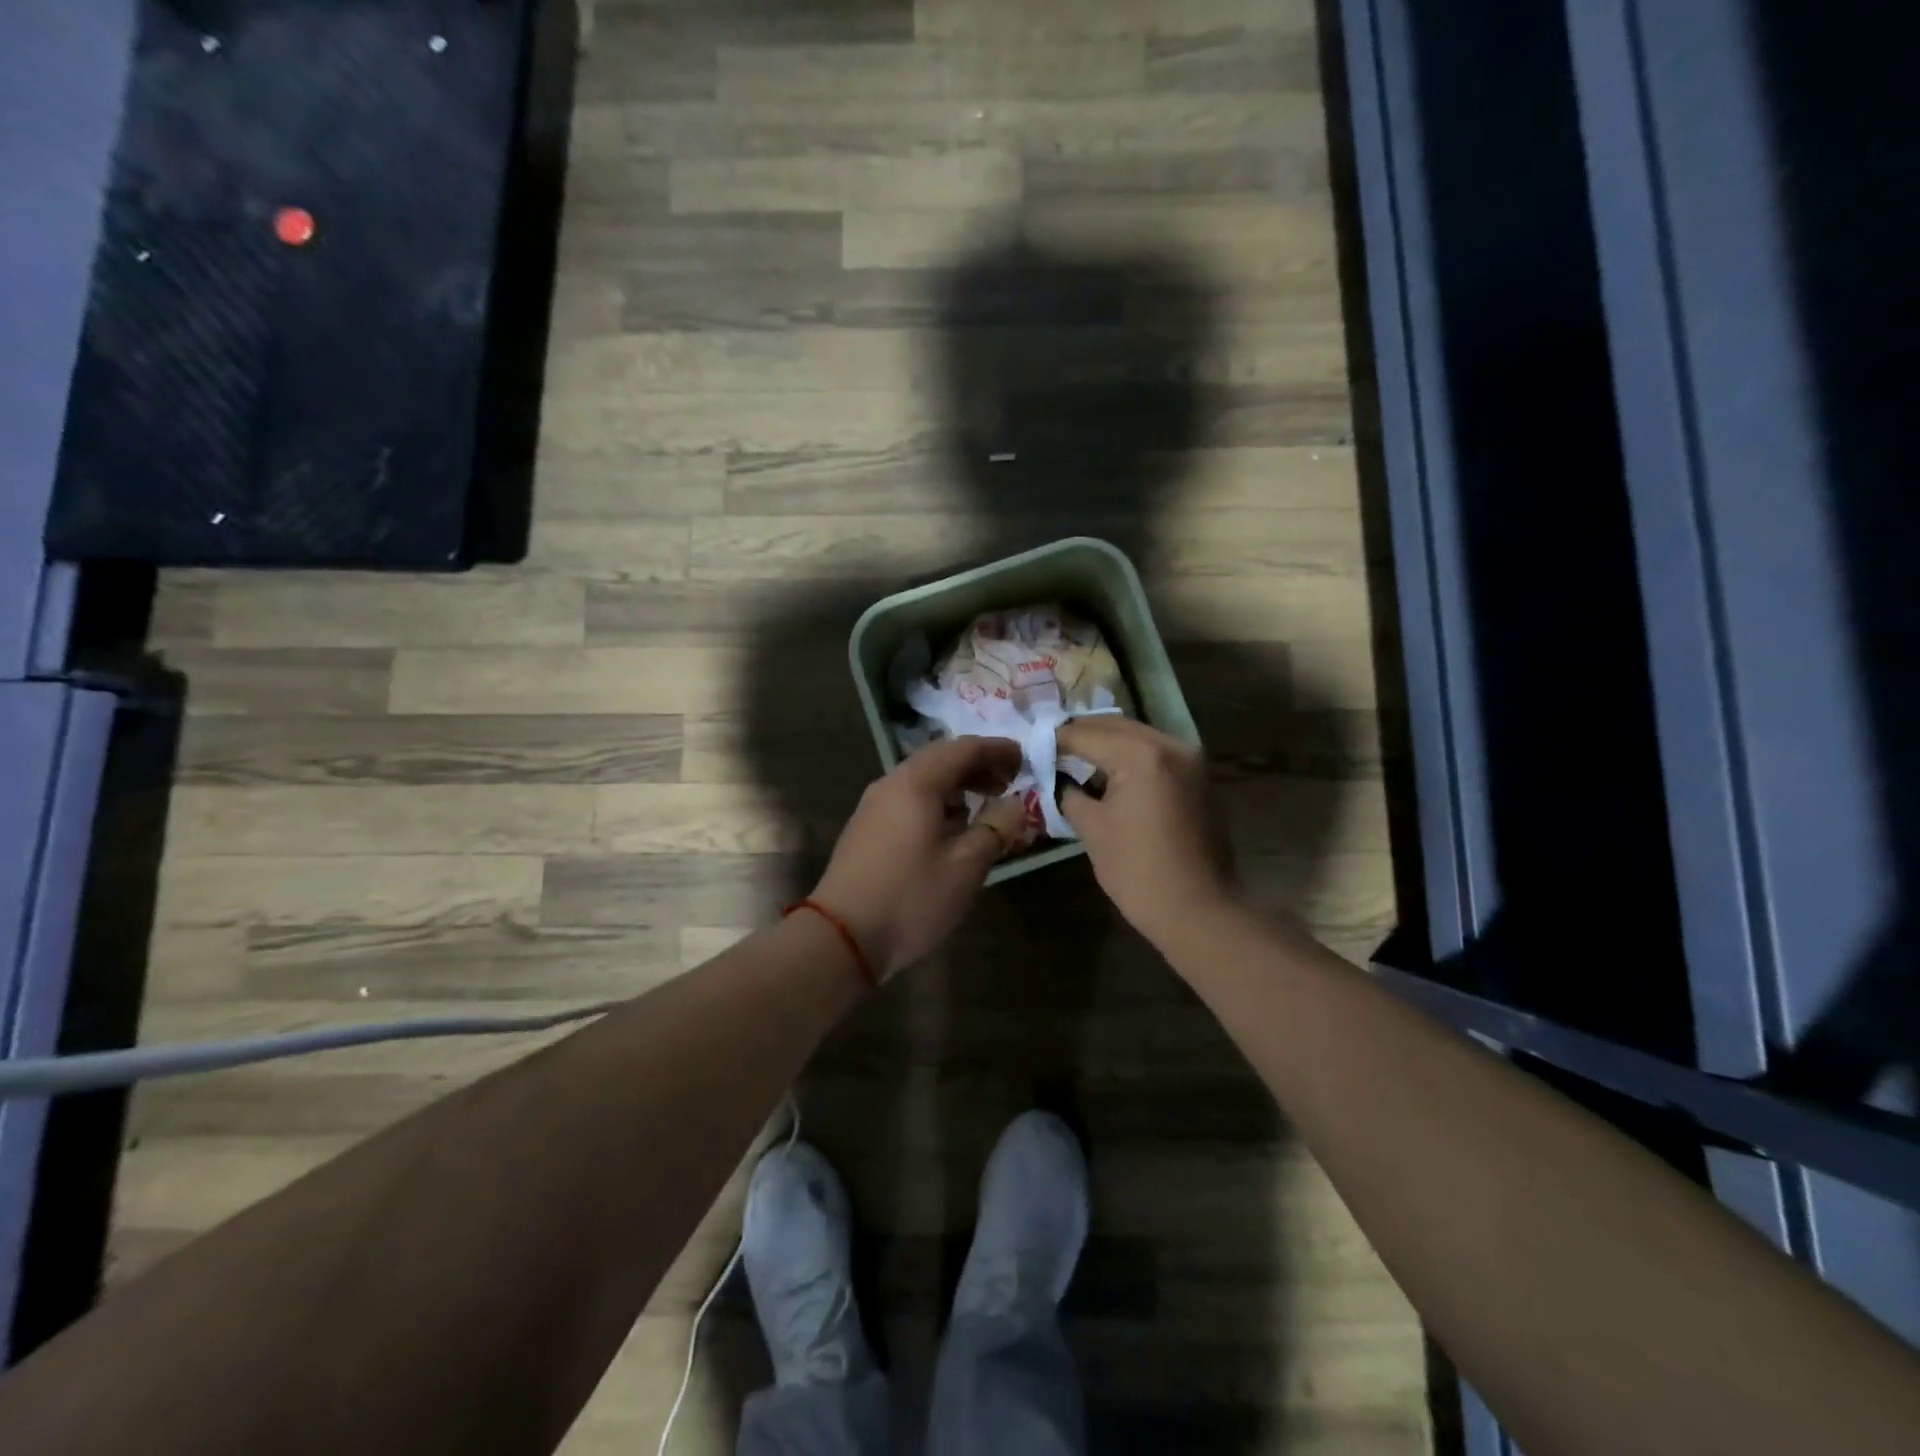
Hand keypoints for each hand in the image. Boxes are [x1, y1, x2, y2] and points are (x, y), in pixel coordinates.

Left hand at [811, 738, 1027, 978]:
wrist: (841, 937)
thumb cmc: (911, 898)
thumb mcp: (966, 867)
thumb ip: (995, 828)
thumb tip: (1016, 803)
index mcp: (916, 783)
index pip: (963, 748)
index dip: (996, 749)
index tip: (1024, 759)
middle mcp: (891, 784)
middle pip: (940, 759)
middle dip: (977, 765)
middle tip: (1009, 781)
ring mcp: (873, 806)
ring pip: (922, 779)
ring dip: (957, 784)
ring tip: (986, 802)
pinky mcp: (866, 829)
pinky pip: (908, 799)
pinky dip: (937, 801)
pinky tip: (952, 826)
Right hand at [1056, 717, 1237, 946]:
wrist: (1200, 911)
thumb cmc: (1139, 872)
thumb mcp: (1092, 829)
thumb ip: (1068, 793)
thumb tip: (1055, 779)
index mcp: (1141, 755)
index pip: (1085, 734)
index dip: (1053, 740)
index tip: (1029, 747)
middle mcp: (1169, 744)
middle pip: (1113, 726)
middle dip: (1079, 736)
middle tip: (1047, 750)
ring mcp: (1189, 759)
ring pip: (1135, 736)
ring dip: (1104, 744)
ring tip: (1071, 760)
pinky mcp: (1197, 776)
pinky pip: (1154, 753)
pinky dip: (1127, 756)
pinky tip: (1105, 774)